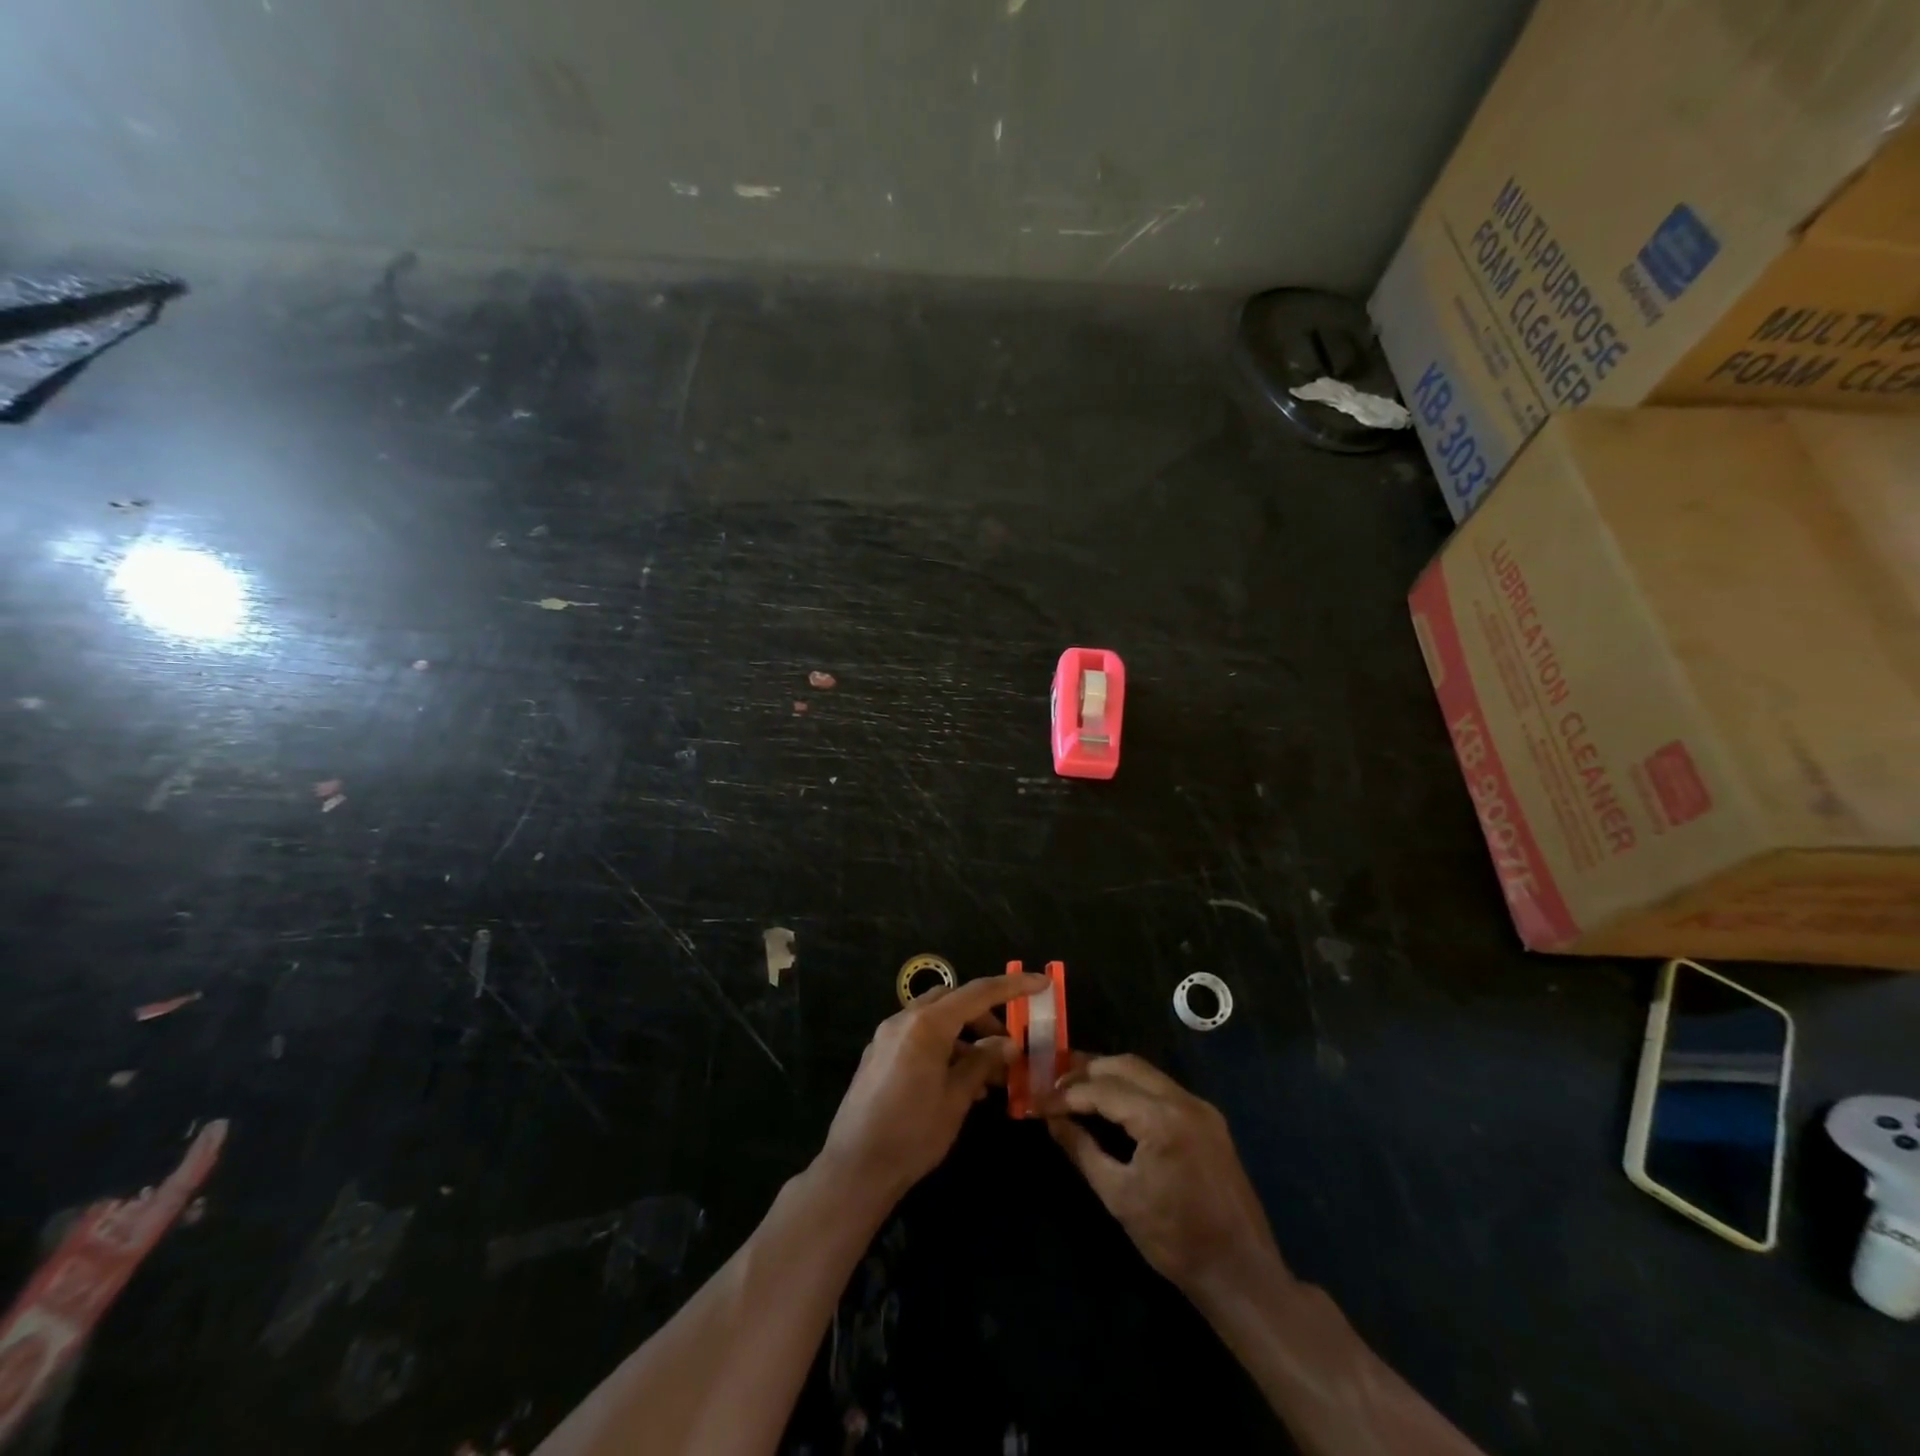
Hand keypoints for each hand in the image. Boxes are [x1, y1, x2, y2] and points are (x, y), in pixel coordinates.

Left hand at [819, 973, 1048, 1204]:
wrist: (854, 1169)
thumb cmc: (912, 1134)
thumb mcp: (956, 1099)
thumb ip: (982, 1063)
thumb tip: (1008, 1044)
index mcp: (926, 1025)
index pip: (977, 993)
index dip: (1012, 986)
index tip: (1040, 981)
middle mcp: (904, 1020)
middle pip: (953, 1001)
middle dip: (984, 1015)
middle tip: (1008, 1045)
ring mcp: (887, 1036)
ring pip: (935, 1018)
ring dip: (963, 1035)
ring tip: (987, 1074)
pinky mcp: (878, 1054)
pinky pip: (918, 1036)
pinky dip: (943, 1046)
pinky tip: (959, 1082)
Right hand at [1045, 1055, 1284, 1300]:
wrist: (1241, 1273)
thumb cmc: (1174, 1241)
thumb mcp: (1119, 1197)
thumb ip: (1082, 1150)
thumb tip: (1052, 1120)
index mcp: (1162, 1119)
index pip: (1103, 1090)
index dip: (1066, 1094)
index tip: (1037, 1101)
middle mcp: (1183, 1100)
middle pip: (1125, 1065)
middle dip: (1086, 1071)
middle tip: (1053, 1083)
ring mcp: (1200, 1107)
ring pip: (1144, 1072)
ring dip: (1109, 1075)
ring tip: (1076, 1088)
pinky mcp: (1208, 1119)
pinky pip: (1162, 1088)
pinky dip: (1132, 1087)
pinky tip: (1112, 1102)